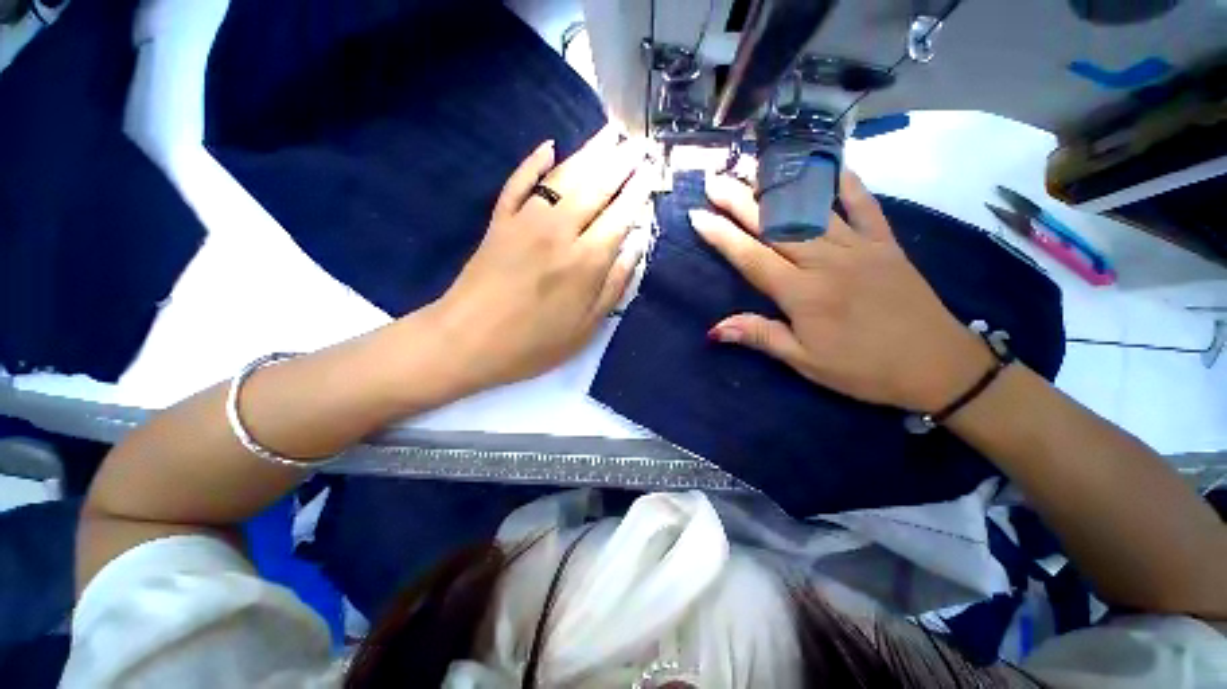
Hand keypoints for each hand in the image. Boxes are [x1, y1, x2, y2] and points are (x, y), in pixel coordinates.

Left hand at [431, 126, 652, 390]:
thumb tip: (635, 248)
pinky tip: (548, 146)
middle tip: (638, 142)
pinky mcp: (499, 221)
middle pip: (596, 187)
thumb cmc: (533, 344)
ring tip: (610, 133)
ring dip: (589, 153)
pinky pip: (519, 183)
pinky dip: (533, 162)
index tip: (651, 172)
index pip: (619, 216)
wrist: (466, 342)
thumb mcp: (585, 328)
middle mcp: (560, 232)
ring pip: (563, 177)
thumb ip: (614, 286)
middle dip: (621, 163)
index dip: (637, 193)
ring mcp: (526, 221)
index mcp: (585, 262)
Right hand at [690, 169, 993, 411]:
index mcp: (802, 293)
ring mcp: (859, 247)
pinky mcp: (886, 243)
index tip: (698, 216)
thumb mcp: (805, 361)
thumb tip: (715, 329)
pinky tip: (829, 165)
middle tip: (714, 180)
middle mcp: (826, 261)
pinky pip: (864, 205)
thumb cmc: (862, 369)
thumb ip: (760, 336)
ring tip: (753, 168)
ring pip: (811, 209)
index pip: (751, 257)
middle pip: (774, 225)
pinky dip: (846, 182)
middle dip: (740, 201)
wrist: (937, 365)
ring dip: (779, 186)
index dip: (721, 236)